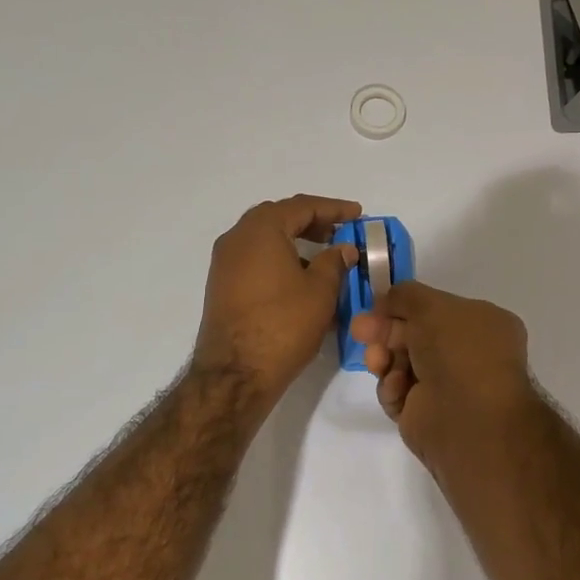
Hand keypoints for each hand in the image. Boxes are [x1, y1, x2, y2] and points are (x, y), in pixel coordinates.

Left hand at [193, 195, 361, 409]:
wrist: (236, 373)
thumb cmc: (284, 324)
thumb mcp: (320, 290)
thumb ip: (334, 262)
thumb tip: (342, 249)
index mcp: (261, 230)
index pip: (301, 206)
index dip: (334, 208)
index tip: (357, 214)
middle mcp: (236, 238)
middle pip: (279, 217)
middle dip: (311, 221)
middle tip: (339, 231)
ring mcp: (224, 263)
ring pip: (264, 240)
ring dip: (294, 242)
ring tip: (324, 257)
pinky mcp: (222, 287)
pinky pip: (255, 260)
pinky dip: (279, 260)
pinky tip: (300, 280)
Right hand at [349, 280, 537, 467]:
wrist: (468, 417)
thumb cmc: (459, 351)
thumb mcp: (431, 305)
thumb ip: (405, 295)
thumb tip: (386, 300)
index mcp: (483, 325)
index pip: (436, 310)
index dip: (404, 306)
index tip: (376, 306)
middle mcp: (467, 354)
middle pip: (414, 336)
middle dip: (385, 331)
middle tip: (359, 330)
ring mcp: (447, 386)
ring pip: (401, 364)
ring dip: (384, 359)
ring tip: (376, 362)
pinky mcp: (426, 414)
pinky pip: (398, 393)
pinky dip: (392, 388)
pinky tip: (396, 388)